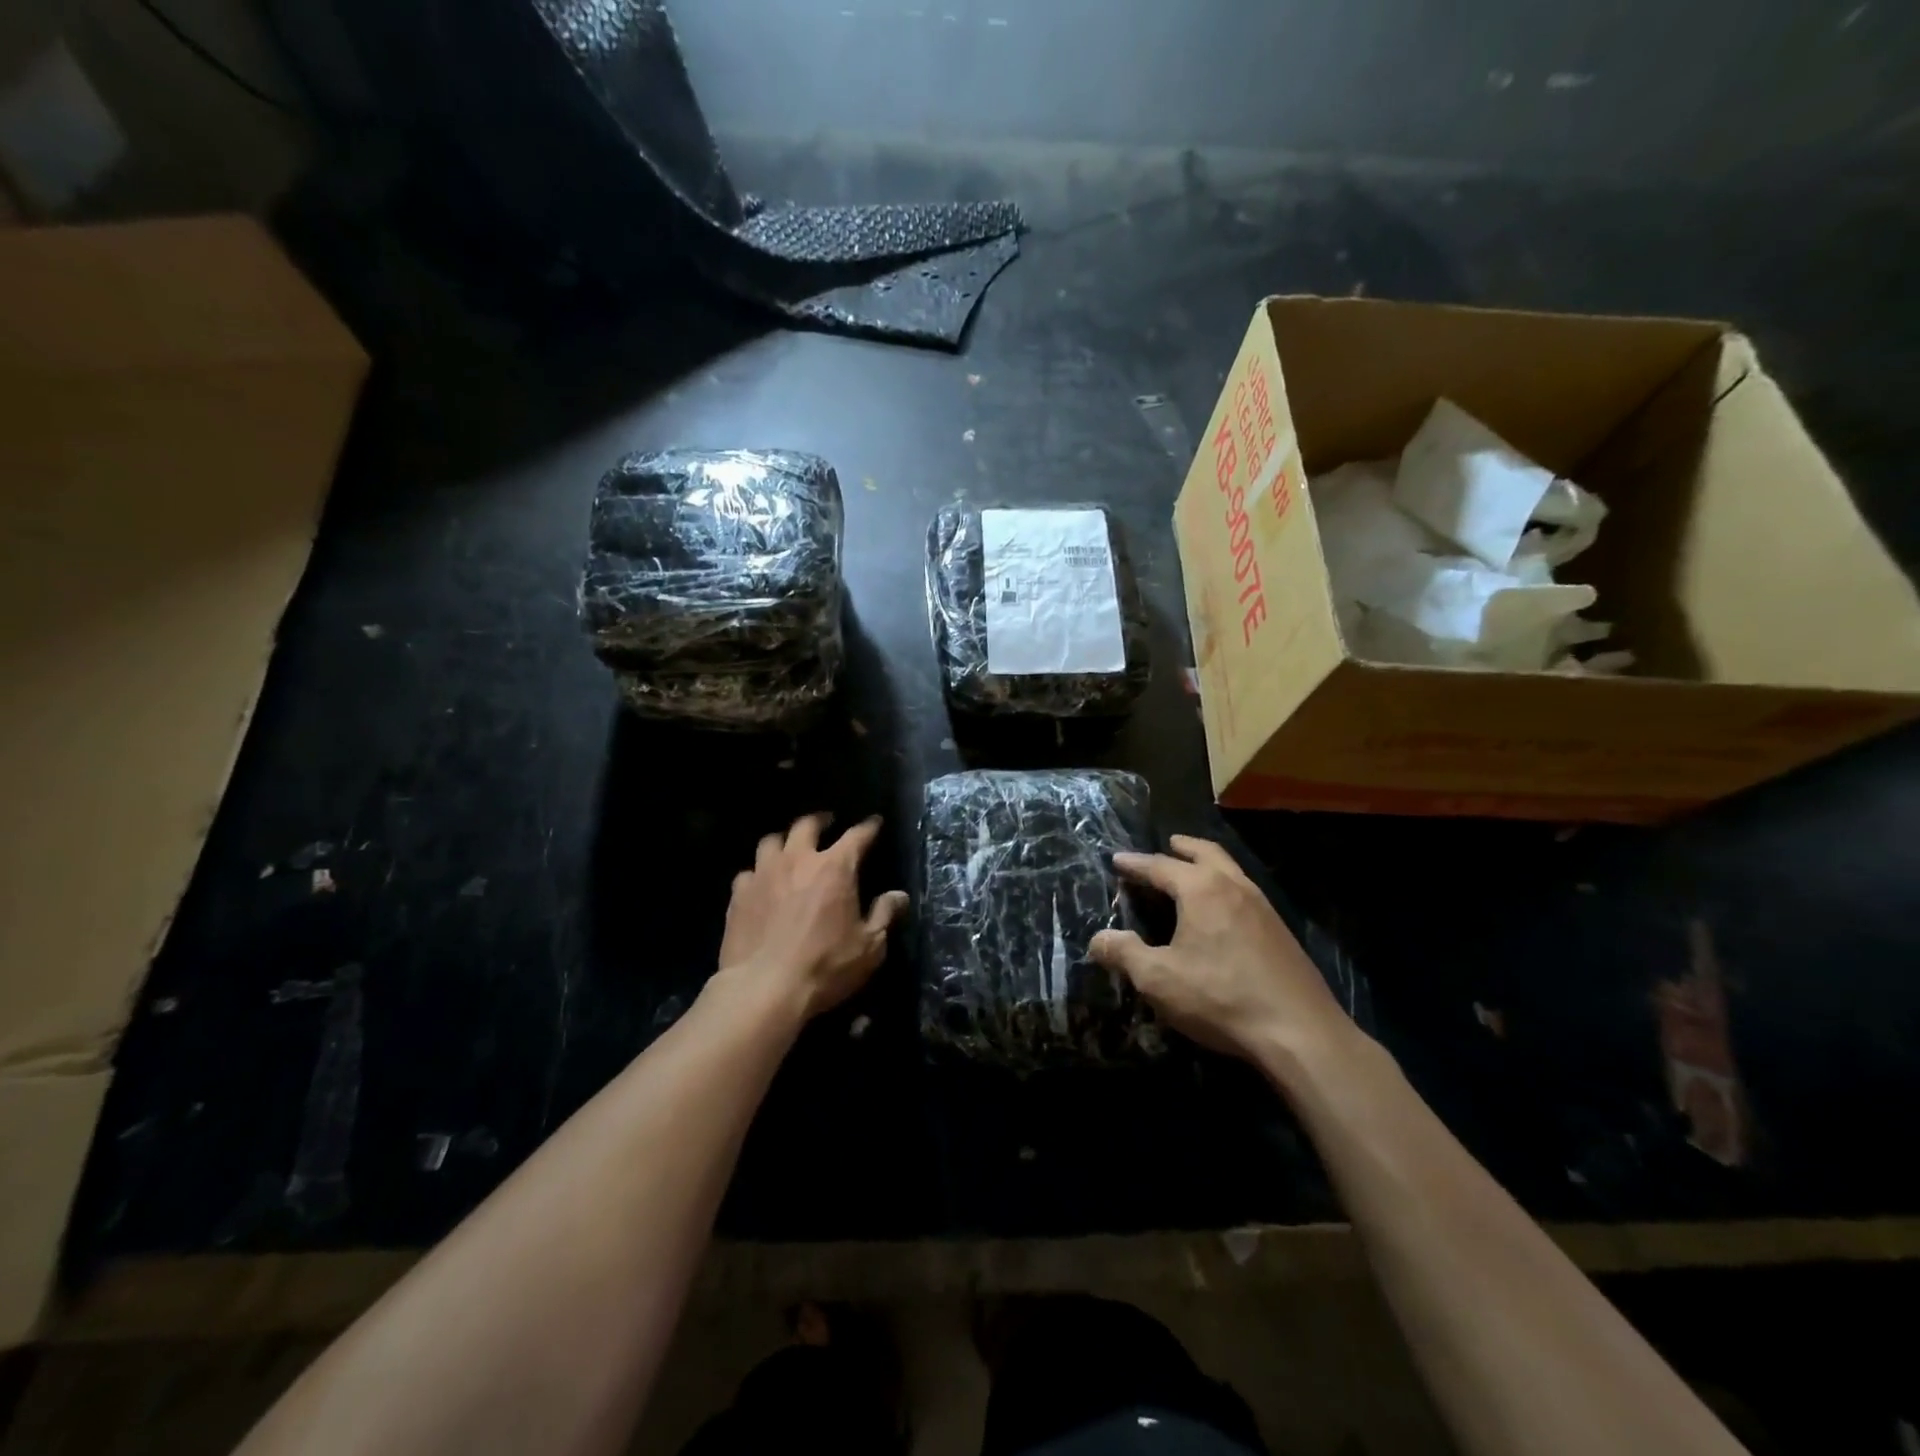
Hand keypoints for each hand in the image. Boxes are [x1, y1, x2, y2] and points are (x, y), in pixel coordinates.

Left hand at [717, 813, 909, 1020]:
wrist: (763, 988)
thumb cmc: (825, 966)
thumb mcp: (868, 946)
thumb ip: (884, 915)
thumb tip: (898, 896)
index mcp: (835, 868)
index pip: (856, 836)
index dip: (868, 827)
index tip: (874, 822)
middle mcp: (798, 860)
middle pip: (806, 825)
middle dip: (820, 820)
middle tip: (827, 822)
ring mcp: (763, 874)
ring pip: (771, 841)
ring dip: (784, 841)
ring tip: (789, 848)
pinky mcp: (739, 894)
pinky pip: (749, 872)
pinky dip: (758, 873)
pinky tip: (761, 883)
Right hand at [1090, 835, 1351, 1063]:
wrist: (1300, 1032)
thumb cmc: (1220, 998)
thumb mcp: (1158, 979)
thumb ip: (1124, 954)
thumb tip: (1097, 939)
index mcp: (1201, 889)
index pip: (1160, 866)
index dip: (1135, 864)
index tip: (1117, 860)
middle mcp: (1234, 887)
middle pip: (1207, 854)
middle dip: (1184, 848)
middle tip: (1169, 844)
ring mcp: (1263, 908)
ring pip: (1232, 871)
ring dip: (1210, 865)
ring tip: (1194, 873)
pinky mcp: (1281, 933)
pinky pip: (1247, 894)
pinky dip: (1227, 888)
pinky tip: (1224, 912)